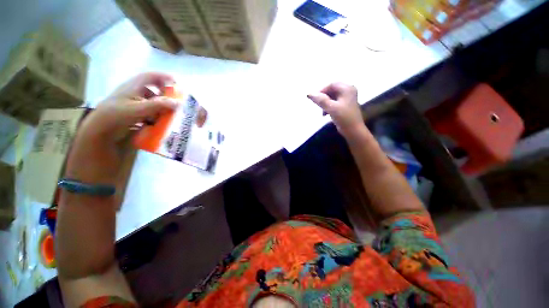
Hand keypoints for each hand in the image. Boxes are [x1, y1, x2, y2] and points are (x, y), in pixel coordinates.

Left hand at [64, 72, 176, 184]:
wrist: (100, 130)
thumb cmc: (117, 116)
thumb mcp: (138, 109)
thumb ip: (158, 105)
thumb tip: (179, 102)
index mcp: (133, 86)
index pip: (151, 76)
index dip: (164, 77)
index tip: (177, 83)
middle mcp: (133, 92)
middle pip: (153, 88)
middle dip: (165, 94)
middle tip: (175, 102)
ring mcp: (132, 102)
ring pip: (151, 100)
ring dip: (161, 106)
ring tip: (168, 114)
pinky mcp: (133, 112)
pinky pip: (148, 110)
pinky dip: (155, 114)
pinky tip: (158, 121)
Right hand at [307, 83, 364, 137]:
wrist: (354, 131)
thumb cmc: (344, 118)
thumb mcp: (331, 108)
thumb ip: (320, 100)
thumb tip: (309, 93)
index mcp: (347, 89)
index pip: (331, 84)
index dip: (321, 90)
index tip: (314, 99)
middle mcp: (348, 91)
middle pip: (332, 90)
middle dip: (323, 97)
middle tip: (317, 105)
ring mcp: (347, 98)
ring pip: (332, 96)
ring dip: (325, 103)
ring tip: (322, 111)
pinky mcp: (345, 105)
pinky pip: (334, 102)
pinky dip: (328, 106)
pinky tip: (325, 114)